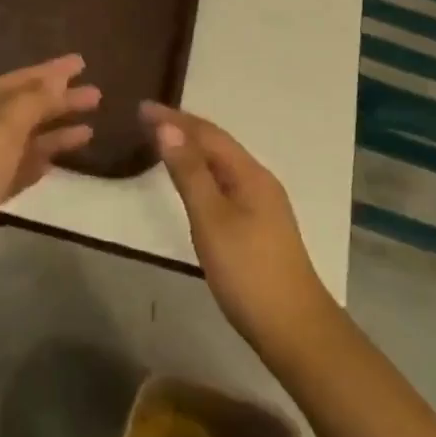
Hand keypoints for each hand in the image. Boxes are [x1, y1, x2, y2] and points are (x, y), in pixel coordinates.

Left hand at [0, 54, 99, 287]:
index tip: (81, 63)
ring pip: (25, 139)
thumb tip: (55, 79)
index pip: (20, 81)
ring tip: (90, 129)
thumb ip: (32, 103)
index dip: (50, 71)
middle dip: (59, 100)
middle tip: (96, 95)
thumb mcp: (2, 130)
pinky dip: (38, 161)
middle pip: (25, 108)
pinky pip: (19, 169)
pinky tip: (57, 161)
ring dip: (55, 132)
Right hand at [141, 102, 331, 348]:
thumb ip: (189, 173)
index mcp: (250, 174)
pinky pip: (224, 182)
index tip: (141, 107)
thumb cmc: (248, 272)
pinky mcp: (258, 226)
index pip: (207, 133)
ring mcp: (262, 205)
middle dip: (182, 128)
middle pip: (217, 145)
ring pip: (221, 164)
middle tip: (146, 120)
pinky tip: (191, 182)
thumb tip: (167, 127)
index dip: (174, 118)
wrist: (294, 329)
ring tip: (162, 142)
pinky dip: (201, 172)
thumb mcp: (212, 220)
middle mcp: (259, 181)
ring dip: (192, 149)